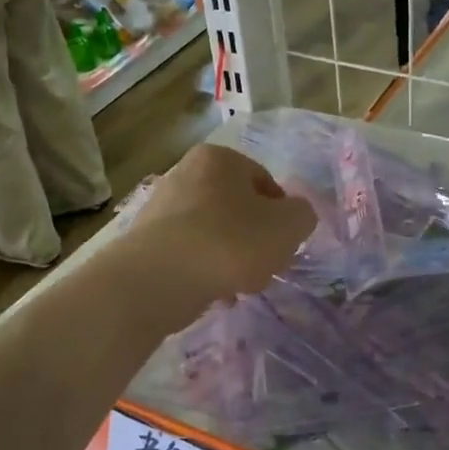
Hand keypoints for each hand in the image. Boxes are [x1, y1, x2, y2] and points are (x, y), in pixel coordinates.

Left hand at [121, 145, 317, 308]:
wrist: (160, 279)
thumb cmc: (231, 242)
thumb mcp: (289, 225)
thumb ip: (302, 215)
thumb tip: (293, 216)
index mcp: (220, 158)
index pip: (266, 182)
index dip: (282, 215)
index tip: (284, 245)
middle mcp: (185, 172)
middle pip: (238, 208)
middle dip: (255, 238)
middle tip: (265, 266)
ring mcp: (161, 208)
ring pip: (214, 233)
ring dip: (231, 257)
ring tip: (239, 284)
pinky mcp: (146, 241)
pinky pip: (190, 254)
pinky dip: (204, 270)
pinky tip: (213, 292)